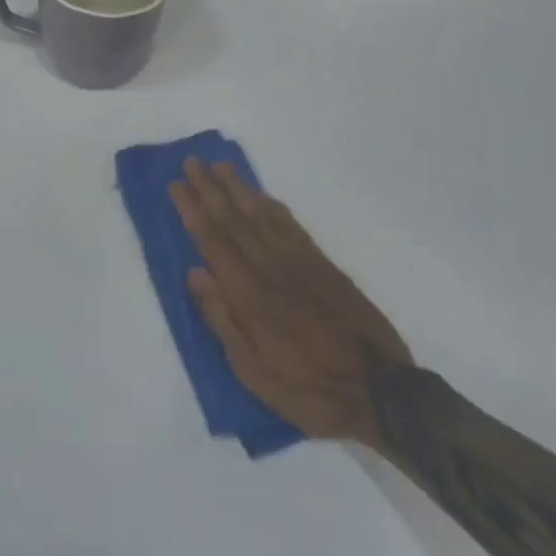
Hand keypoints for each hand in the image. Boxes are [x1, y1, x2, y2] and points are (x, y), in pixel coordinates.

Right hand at [171, 157, 412, 445]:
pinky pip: (292, 226)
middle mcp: (271, 267)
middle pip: (234, 219)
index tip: (175, 184)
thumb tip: (195, 273)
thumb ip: (222, 319)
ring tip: (221, 166)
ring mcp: (300, 263)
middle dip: (210, 189)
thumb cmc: (308, 389)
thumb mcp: (253, 371)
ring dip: (239, 189)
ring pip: (262, 215)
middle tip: (191, 162)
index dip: (192, 210)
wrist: (381, 393)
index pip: (212, 240)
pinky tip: (263, 196)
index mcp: (249, 293)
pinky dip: (273, 207)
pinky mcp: (324, 266)